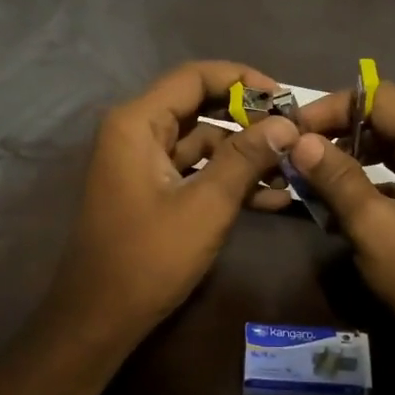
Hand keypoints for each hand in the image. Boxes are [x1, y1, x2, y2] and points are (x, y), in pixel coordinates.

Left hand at [44, 61, 297, 346]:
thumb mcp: (206, 205)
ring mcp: (143, 161)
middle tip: (294, 131)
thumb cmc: (149, 258)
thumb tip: (287, 124)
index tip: (285, 98)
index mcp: (137, 122)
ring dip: (245, 153)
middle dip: (249, 118)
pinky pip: (195, 169)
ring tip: (293, 168)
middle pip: (200, 105)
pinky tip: (272, 197)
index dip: (243, 80)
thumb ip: (245, 158)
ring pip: (202, 140)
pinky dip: (227, 178)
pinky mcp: (152, 188)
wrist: (99, 318)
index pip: (195, 76)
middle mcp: (136, 131)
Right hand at [285, 80, 394, 347]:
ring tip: (307, 178)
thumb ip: (337, 179)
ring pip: (383, 147)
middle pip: (381, 118)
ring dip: (344, 158)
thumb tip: (298, 139)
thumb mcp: (376, 228)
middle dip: (334, 132)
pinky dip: (360, 181)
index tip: (293, 132)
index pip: (378, 97)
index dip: (332, 107)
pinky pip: (390, 174)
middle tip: (294, 154)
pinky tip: (333, 206)